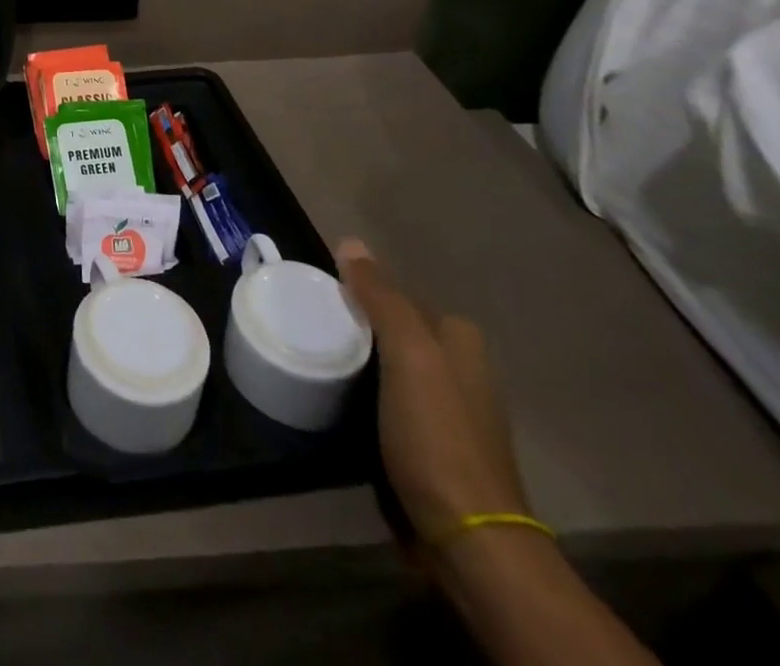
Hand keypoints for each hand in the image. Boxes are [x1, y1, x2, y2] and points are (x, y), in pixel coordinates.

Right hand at [336, 240, 528, 548]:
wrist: (469, 538)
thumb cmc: (438, 435)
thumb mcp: (408, 354)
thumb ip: (381, 297)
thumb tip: (351, 241)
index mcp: (460, 340)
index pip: (398, 295)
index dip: (360, 292)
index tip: (319, 297)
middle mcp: (461, 369)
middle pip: (395, 330)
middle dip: (358, 327)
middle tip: (311, 328)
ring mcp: (449, 411)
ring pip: (391, 367)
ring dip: (360, 364)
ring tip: (317, 360)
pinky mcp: (433, 446)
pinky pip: (391, 402)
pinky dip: (367, 397)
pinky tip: (341, 403)